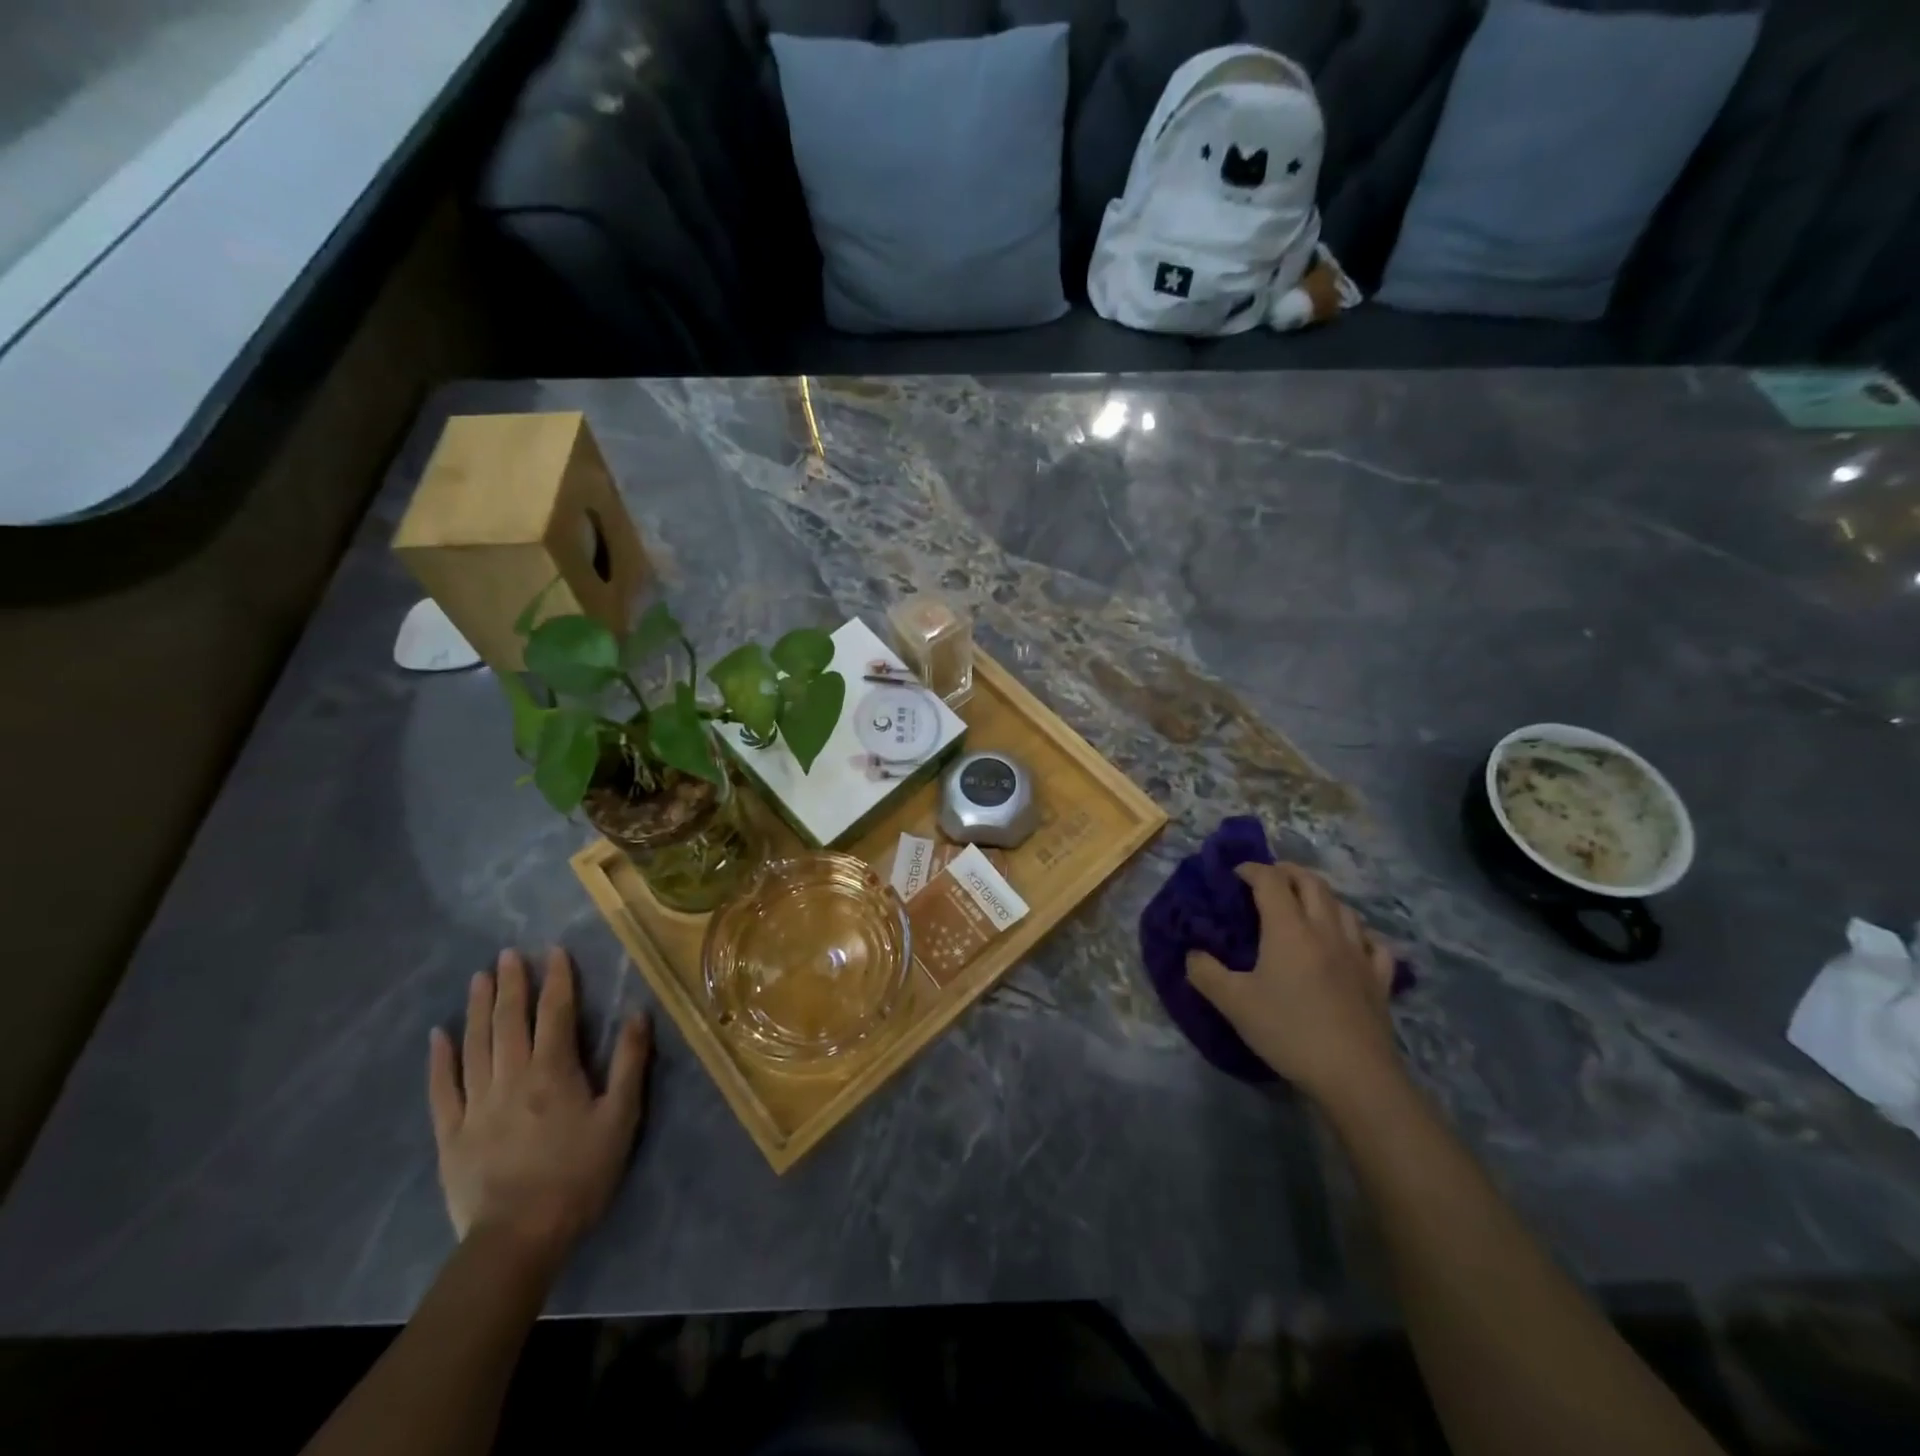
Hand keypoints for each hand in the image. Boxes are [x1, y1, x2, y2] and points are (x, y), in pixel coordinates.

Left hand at [428, 948, 650, 1267]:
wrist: (518, 1238)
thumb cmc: (579, 1175)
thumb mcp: (621, 1118)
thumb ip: (630, 1062)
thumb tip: (638, 1013)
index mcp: (554, 1071)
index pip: (555, 1012)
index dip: (557, 979)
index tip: (554, 950)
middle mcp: (512, 1077)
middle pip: (509, 1021)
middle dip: (511, 984)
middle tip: (508, 954)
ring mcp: (476, 1104)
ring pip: (475, 1045)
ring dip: (477, 1008)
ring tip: (478, 979)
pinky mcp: (451, 1134)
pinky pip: (443, 1088)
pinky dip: (440, 1060)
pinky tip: (438, 1036)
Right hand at [1186, 863, 1401, 1106]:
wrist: (1354, 1075)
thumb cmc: (1289, 1031)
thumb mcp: (1233, 1004)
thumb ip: (1206, 973)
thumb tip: (1192, 954)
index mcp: (1289, 928)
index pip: (1271, 881)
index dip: (1252, 870)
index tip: (1235, 873)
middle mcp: (1325, 930)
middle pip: (1312, 883)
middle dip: (1288, 872)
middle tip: (1270, 877)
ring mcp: (1358, 953)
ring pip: (1344, 907)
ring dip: (1321, 896)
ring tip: (1306, 903)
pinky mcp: (1379, 979)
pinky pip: (1373, 943)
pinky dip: (1358, 933)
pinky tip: (1352, 942)